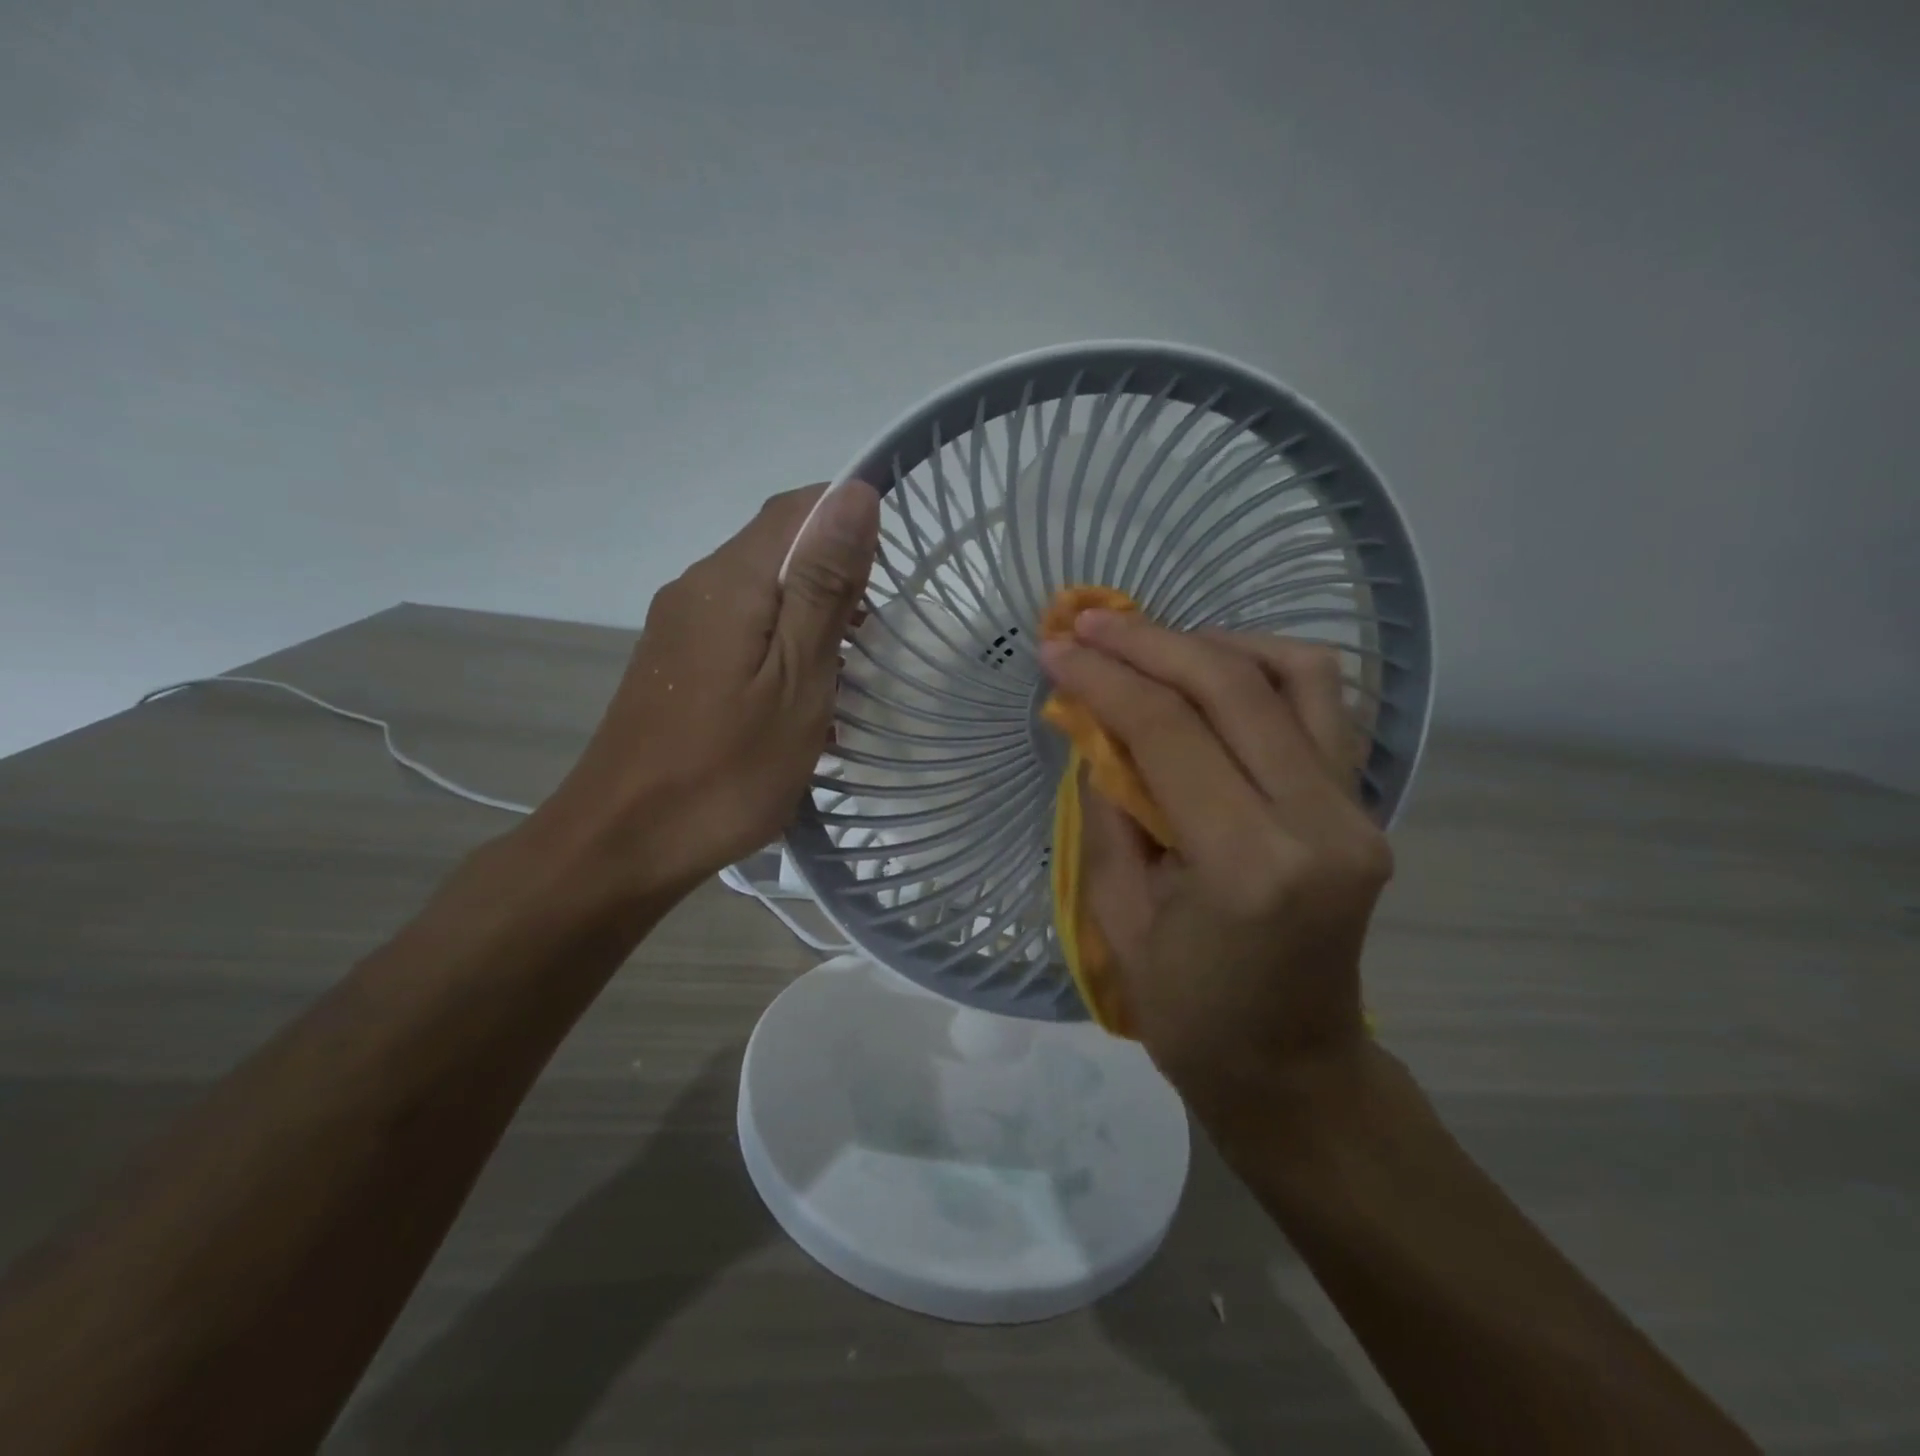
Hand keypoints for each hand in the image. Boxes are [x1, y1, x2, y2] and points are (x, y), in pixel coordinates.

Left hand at [535, 481, 880, 905]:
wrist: (623, 842)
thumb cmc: (726, 769)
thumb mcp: (797, 679)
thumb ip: (823, 585)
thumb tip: (854, 493)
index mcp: (731, 580)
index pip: (798, 506)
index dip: (851, 521)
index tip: (888, 580)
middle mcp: (697, 586)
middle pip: (777, 546)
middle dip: (836, 577)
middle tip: (872, 642)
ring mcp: (678, 626)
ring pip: (760, 591)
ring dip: (811, 616)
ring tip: (844, 676)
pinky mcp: (674, 663)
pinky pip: (739, 628)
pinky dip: (780, 645)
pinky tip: (797, 697)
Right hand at [1039, 612, 1390, 1114]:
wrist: (1294, 1070)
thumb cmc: (1190, 1015)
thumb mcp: (1119, 917)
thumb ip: (1108, 809)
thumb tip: (1094, 724)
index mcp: (1249, 868)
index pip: (1169, 732)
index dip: (1104, 679)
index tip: (1056, 650)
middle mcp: (1319, 824)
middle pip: (1232, 687)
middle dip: (1149, 642)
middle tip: (1088, 624)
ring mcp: (1356, 810)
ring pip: (1297, 673)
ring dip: (1213, 643)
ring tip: (1152, 644)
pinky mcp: (1364, 806)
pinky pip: (1322, 703)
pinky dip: (1263, 668)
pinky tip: (1213, 673)